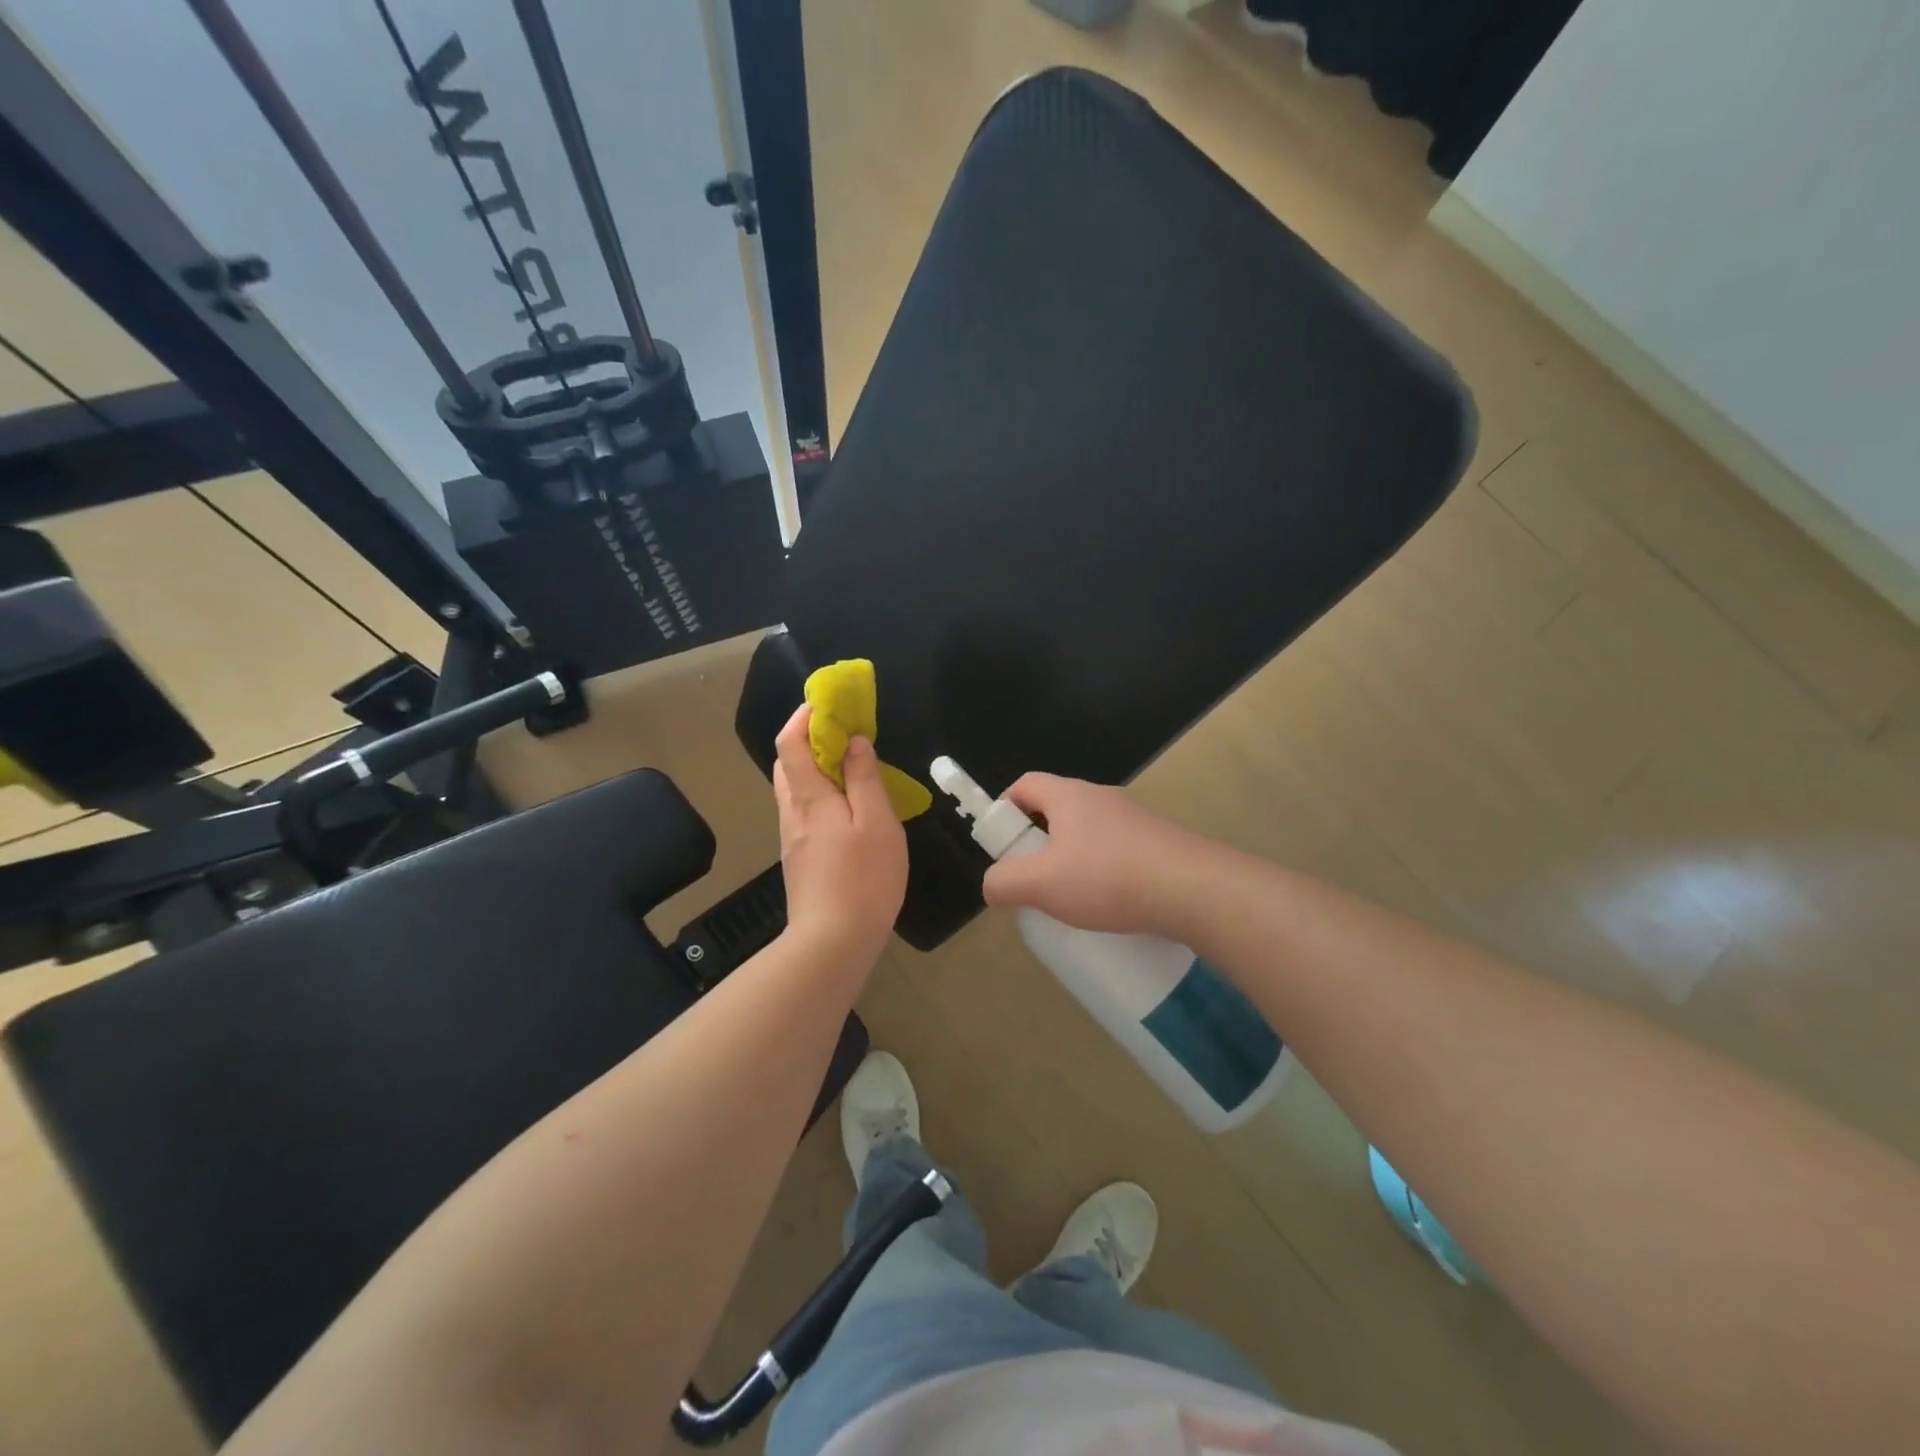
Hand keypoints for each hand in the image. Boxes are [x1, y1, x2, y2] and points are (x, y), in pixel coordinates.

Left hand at [773, 704, 908, 966]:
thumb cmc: (863, 878)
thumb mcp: (877, 823)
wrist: (832, 942)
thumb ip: (864, 779)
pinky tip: (847, 809)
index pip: (790, 742)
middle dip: (808, 739)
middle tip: (844, 734)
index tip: (829, 703)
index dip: (804, 716)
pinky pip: (803, 811)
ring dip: (814, 767)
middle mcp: (792, 812)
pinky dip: (819, 793)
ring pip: (794, 789)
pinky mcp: (798, 858)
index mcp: (809, 798)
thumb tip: (853, 742)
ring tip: (851, 768)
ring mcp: (792, 838)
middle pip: (787, 763)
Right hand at [981, 774, 1215, 937]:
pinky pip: (1116, 850)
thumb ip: (1004, 882)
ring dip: (1071, 858)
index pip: (1024, 784)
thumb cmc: (1108, 878)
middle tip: (1031, 877)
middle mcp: (1101, 798)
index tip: (1001, 844)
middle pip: (1055, 809)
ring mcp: (1133, 819)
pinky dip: (1102, 871)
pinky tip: (1107, 904)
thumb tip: (992, 884)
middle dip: (1036, 841)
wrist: (1194, 890)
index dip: (1003, 808)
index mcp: (1069, 796)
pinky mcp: (1157, 843)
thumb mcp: (1042, 884)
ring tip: (1069, 898)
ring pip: (1087, 832)